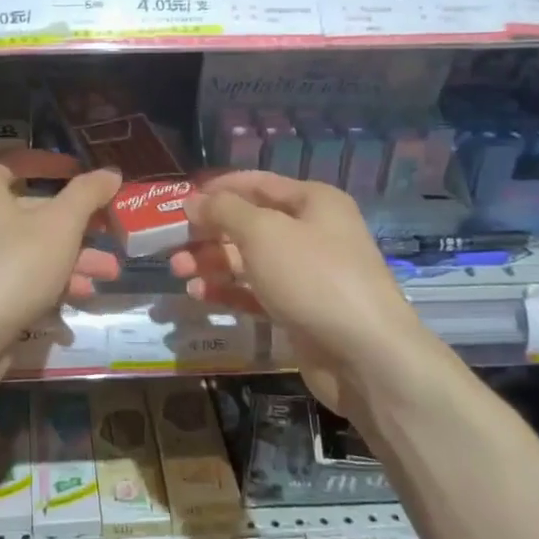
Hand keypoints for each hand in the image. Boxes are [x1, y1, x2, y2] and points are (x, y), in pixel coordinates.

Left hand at [0, 150, 120, 361]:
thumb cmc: (14, 267)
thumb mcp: (61, 225)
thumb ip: (88, 194)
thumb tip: (110, 172)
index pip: (20, 161)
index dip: (55, 164)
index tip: (85, 173)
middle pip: (34, 209)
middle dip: (79, 225)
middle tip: (111, 231)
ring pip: (33, 246)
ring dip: (74, 257)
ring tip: (109, 273)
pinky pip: (22, 274)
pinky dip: (51, 280)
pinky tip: (81, 295)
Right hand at [169, 172, 427, 388]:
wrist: (366, 355)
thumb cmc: (313, 277)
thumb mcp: (263, 233)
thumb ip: (224, 211)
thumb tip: (194, 200)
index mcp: (313, 202)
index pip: (257, 183)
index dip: (218, 188)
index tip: (180, 201)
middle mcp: (312, 233)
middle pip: (250, 224)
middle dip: (209, 232)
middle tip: (172, 244)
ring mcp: (307, 274)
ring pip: (249, 260)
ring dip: (213, 263)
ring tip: (179, 272)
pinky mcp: (299, 311)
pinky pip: (256, 293)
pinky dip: (228, 292)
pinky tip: (198, 296)